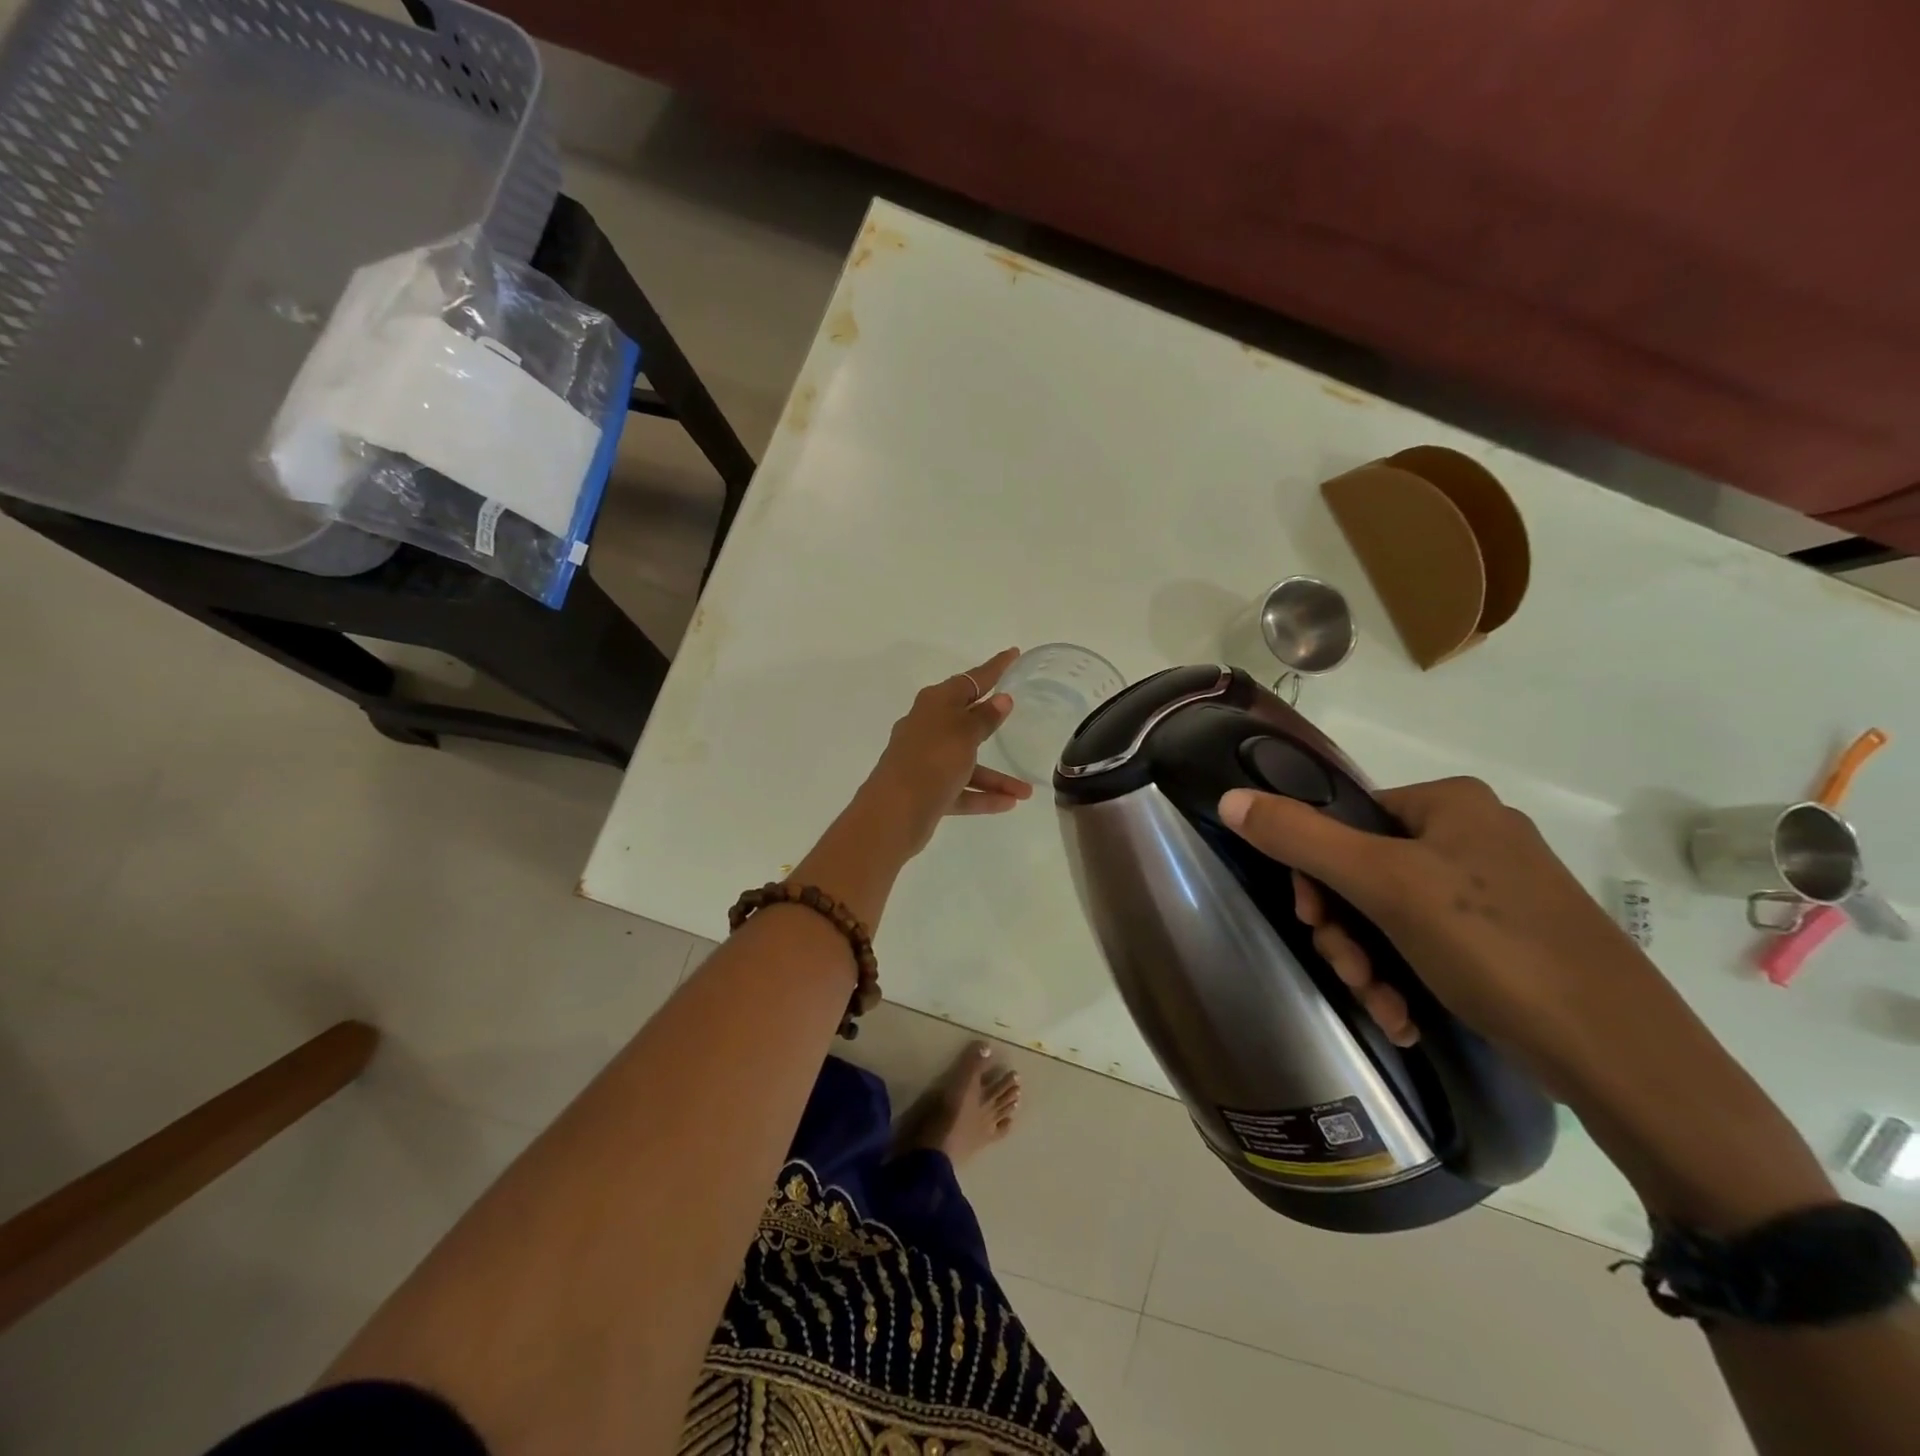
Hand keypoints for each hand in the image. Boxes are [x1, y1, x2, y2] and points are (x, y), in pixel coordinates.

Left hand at [862, 649, 1033, 854]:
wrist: (894, 813)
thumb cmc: (932, 761)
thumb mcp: (963, 734)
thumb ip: (984, 718)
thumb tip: (1000, 699)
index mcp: (934, 704)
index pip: (970, 680)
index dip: (993, 668)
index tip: (1014, 654)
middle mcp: (927, 728)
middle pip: (964, 718)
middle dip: (991, 719)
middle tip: (1016, 709)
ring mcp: (925, 761)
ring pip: (967, 762)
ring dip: (996, 775)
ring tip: (1027, 791)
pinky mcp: (927, 790)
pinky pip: (961, 789)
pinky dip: (983, 795)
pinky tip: (1010, 803)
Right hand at [1218, 776, 1663, 1086]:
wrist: (1622, 1055)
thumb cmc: (1492, 945)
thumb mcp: (1383, 884)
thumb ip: (1299, 837)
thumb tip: (1229, 798)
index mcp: (1449, 802)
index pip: (1345, 818)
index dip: (1314, 871)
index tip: (1311, 920)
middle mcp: (1472, 833)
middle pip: (1364, 870)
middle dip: (1344, 929)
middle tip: (1349, 971)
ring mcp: (1494, 888)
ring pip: (1392, 913)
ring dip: (1370, 960)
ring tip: (1381, 1004)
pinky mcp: (1508, 937)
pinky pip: (1429, 942)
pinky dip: (1406, 977)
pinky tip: (1405, 1015)